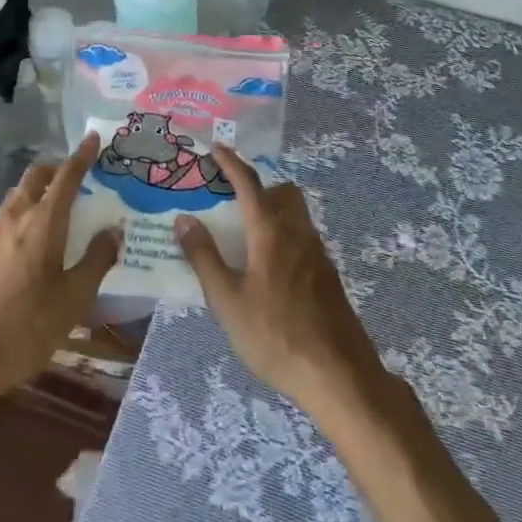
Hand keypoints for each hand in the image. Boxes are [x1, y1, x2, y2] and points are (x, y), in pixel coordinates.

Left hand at [0, 133, 120, 417]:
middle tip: (76, 176)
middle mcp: (14, 219)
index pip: (66, 177)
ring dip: (37, 193)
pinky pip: (4, 223)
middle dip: (56, 169)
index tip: (93, 137)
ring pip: (17, 199)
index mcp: (42, 223)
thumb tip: (114, 230)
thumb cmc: (23, 330)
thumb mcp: (72, 300)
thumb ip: (96, 261)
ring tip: (56, 211)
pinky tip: (30, 248)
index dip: (82, 156)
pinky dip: (23, 218)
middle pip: (34, 178)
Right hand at [173, 144, 383, 415]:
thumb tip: (184, 219)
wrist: (338, 374)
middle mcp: (297, 232)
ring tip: (246, 233)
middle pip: (281, 191)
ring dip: (272, 209)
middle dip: (258, 185)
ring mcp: (317, 253)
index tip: (215, 147)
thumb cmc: (275, 335)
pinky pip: (303, 237)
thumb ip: (204, 258)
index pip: (249, 183)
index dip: (231, 162)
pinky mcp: (327, 275)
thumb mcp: (227, 301)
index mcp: (270, 231)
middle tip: (232, 198)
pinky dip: (283, 234)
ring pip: (295, 214)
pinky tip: (269, 267)